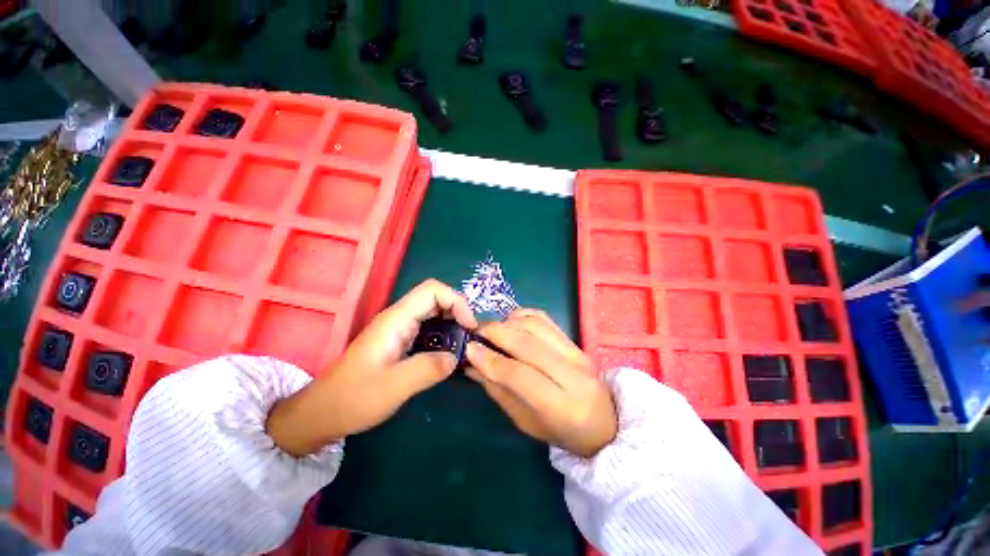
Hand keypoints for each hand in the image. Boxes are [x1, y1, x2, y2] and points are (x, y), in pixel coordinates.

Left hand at [267, 279, 476, 455]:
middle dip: (458, 310)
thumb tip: (456, 357)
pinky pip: (427, 326)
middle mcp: (398, 317)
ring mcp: (397, 328)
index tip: (469, 326)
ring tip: (464, 342)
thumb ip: (428, 369)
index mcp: (396, 319)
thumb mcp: (394, 387)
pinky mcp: (398, 339)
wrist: (323, 412)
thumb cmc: (355, 398)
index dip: (457, 301)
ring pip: (432, 311)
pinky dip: (444, 332)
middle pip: (435, 297)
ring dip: (452, 321)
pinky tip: (449, 351)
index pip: (433, 290)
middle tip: (470, 335)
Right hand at [465, 309, 617, 457]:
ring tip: (491, 330)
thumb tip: (472, 365)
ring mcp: (577, 352)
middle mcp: (573, 374)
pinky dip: (523, 315)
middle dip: (496, 333)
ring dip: (507, 322)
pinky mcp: (575, 340)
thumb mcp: (525, 422)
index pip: (520, 376)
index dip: (491, 360)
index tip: (469, 349)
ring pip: (536, 325)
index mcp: (562, 407)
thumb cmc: (561, 430)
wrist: (604, 421)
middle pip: (528, 344)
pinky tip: (510, 322)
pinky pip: (545, 318)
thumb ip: (499, 391)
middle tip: (475, 333)